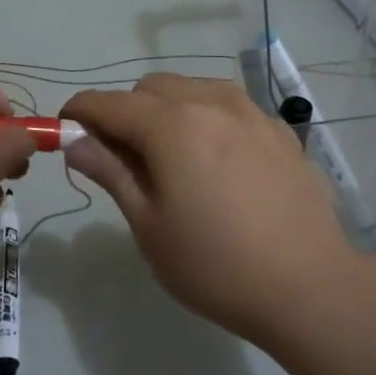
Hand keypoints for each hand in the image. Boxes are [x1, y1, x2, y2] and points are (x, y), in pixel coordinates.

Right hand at [61, 74, 362, 344]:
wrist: (309, 286)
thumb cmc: (216, 265)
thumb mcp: (150, 225)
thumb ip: (111, 172)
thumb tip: (74, 141)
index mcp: (172, 125)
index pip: (109, 103)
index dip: (80, 111)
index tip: (66, 130)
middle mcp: (211, 103)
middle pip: (150, 88)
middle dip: (124, 112)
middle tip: (121, 158)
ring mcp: (251, 112)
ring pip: (192, 89)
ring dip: (166, 109)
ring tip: (170, 157)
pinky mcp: (279, 130)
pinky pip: (228, 106)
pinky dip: (206, 118)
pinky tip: (216, 160)